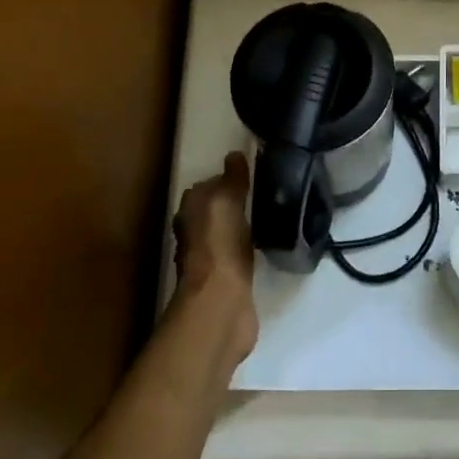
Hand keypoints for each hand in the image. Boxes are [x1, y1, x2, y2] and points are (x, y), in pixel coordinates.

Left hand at [171, 152, 258, 365]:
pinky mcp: (228, 280)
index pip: (207, 187)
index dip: (226, 178)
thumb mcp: (226, 202)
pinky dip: (249, 248)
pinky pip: (239, 254)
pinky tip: (265, 244)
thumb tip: (235, 155)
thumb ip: (231, 180)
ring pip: (227, 232)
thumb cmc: (219, 246)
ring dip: (242, 225)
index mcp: (190, 213)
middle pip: (215, 210)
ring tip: (269, 214)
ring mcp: (211, 259)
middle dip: (234, 201)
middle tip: (264, 191)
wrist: (221, 303)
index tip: (252, 172)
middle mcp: (194, 234)